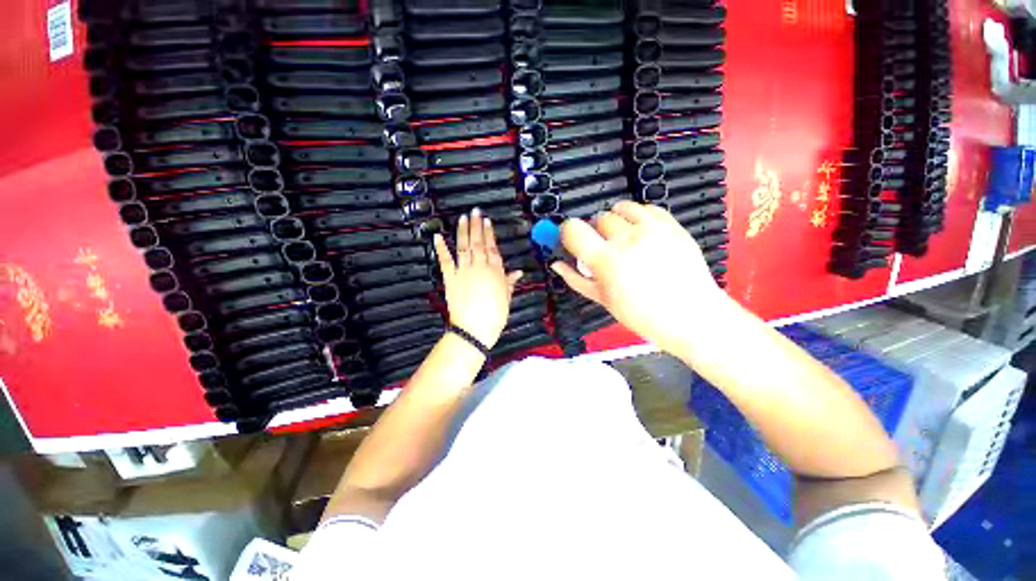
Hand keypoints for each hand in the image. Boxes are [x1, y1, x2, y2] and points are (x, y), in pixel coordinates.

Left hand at [434, 208, 522, 348]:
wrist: (475, 329)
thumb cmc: (494, 315)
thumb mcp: (506, 298)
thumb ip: (510, 282)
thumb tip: (518, 272)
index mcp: (495, 272)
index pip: (492, 248)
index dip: (489, 234)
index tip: (487, 222)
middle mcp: (480, 267)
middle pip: (478, 242)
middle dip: (476, 226)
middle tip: (475, 212)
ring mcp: (464, 271)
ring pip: (464, 246)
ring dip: (463, 231)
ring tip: (463, 218)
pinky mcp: (450, 278)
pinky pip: (445, 260)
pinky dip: (441, 248)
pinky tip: (438, 236)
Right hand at [550, 201, 730, 353]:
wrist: (690, 315)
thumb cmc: (640, 314)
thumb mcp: (602, 299)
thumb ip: (575, 278)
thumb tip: (555, 263)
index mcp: (605, 260)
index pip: (573, 229)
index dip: (567, 232)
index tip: (571, 239)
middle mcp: (626, 238)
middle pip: (598, 218)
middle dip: (595, 231)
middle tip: (604, 248)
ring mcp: (652, 229)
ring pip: (620, 208)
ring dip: (615, 220)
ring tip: (624, 238)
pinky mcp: (671, 224)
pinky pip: (646, 208)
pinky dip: (638, 217)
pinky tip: (642, 234)